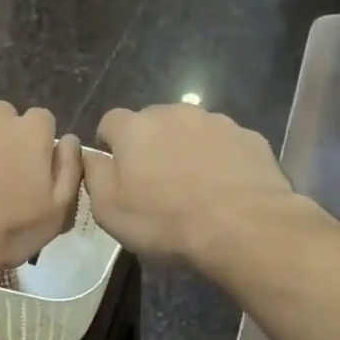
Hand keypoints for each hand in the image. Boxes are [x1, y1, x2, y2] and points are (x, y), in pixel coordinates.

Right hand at [86, 104, 321, 266]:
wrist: (242, 226)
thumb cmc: (164, 220)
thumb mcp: (109, 210)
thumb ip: (94, 175)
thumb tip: (91, 156)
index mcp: (134, 128)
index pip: (110, 121)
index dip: (109, 144)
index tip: (117, 172)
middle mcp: (174, 113)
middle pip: (152, 122)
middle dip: (149, 145)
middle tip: (154, 182)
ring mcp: (216, 121)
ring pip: (190, 131)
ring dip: (185, 150)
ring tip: (192, 187)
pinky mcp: (248, 137)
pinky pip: (223, 144)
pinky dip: (218, 160)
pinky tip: (222, 189)